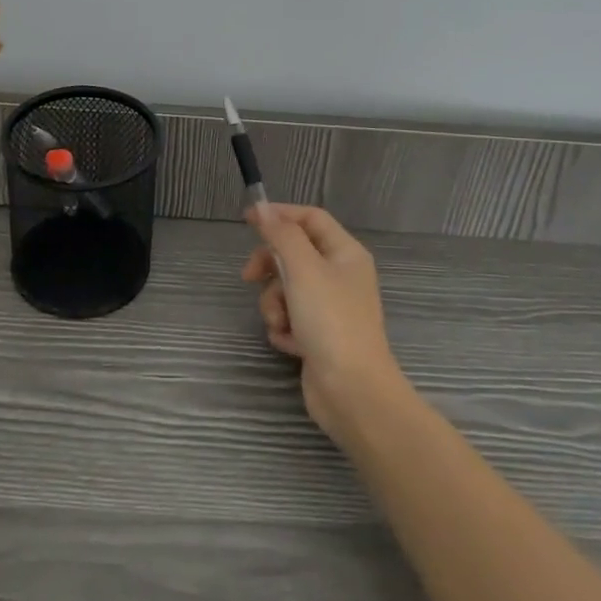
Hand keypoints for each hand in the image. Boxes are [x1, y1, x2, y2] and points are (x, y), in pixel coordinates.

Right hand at [243, 204, 405, 441]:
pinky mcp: (318, 335)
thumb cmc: (331, 321)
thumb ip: (282, 235)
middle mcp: (340, 276)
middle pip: (294, 254)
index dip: (280, 214)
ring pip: (286, 288)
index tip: (248, 219)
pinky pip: (290, 317)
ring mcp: (330, 308)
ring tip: (281, 322)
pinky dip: (284, 327)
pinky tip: (290, 343)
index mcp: (345, 253)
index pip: (310, 218)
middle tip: (249, 276)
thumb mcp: (303, 269)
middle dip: (270, 266)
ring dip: (274, 303)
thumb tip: (264, 209)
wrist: (352, 391)